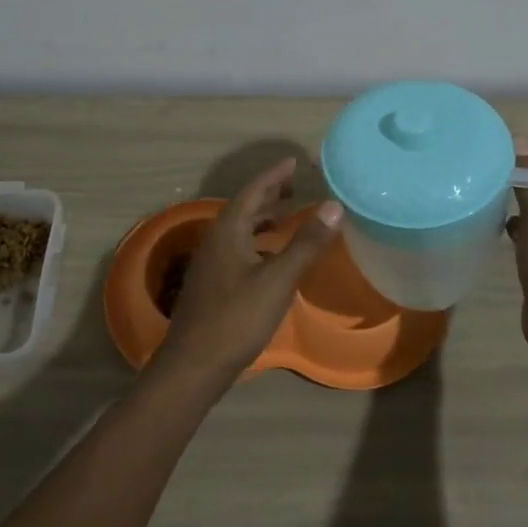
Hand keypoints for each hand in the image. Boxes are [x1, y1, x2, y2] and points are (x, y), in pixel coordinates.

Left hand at [155, 158, 343, 395]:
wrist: (193, 365)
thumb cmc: (237, 318)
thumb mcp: (278, 280)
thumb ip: (306, 243)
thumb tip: (334, 205)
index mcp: (228, 230)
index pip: (253, 191)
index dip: (274, 175)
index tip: (294, 161)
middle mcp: (216, 240)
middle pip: (245, 207)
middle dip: (270, 194)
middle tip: (296, 186)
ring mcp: (211, 263)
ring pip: (240, 229)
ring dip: (263, 219)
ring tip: (287, 216)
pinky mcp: (213, 284)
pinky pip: (238, 248)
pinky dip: (258, 242)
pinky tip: (271, 257)